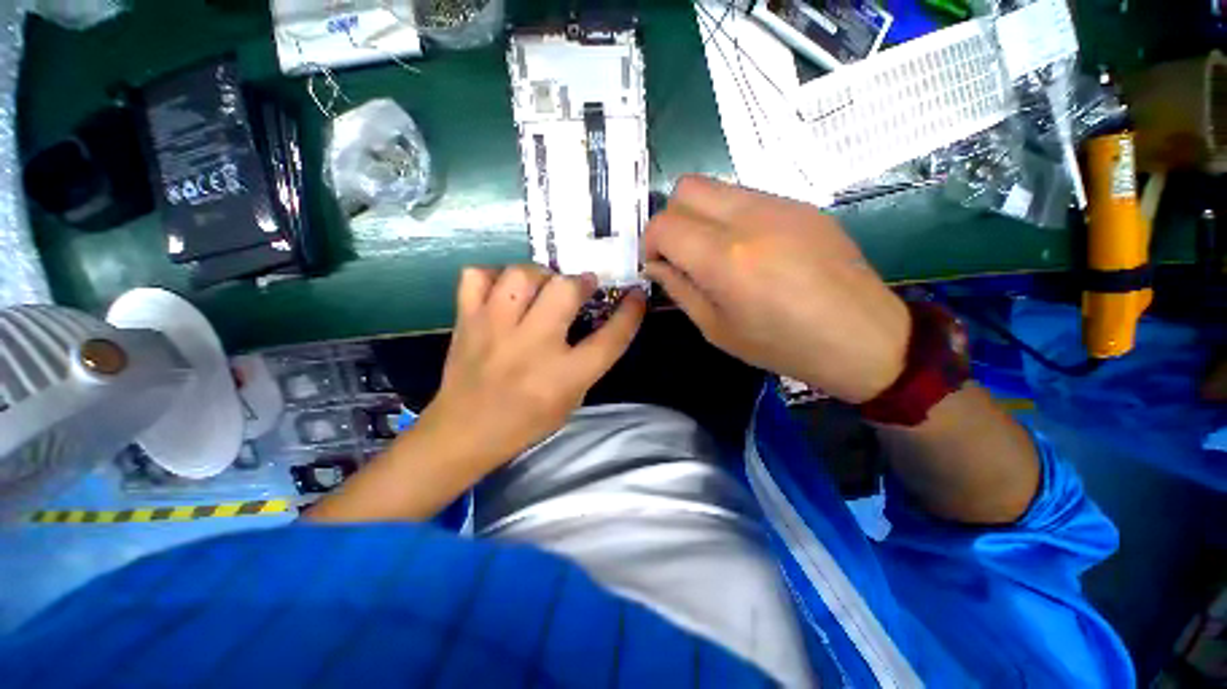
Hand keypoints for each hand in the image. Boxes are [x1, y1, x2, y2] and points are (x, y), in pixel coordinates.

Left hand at [419, 265, 645, 471]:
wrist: (463, 431)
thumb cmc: (525, 422)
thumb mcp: (571, 400)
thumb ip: (588, 362)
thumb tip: (598, 320)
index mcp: (564, 376)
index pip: (610, 337)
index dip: (631, 312)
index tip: (637, 296)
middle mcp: (533, 346)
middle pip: (566, 290)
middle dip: (580, 282)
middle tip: (581, 287)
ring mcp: (495, 329)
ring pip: (522, 274)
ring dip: (540, 275)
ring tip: (541, 287)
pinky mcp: (467, 320)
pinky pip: (477, 276)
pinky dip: (494, 276)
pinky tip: (503, 291)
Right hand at [645, 176, 909, 403]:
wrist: (863, 338)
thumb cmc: (782, 345)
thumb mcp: (716, 328)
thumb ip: (679, 289)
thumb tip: (657, 265)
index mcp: (724, 258)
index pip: (664, 224)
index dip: (649, 243)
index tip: (658, 265)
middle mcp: (749, 218)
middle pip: (686, 188)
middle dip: (671, 219)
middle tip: (680, 253)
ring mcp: (780, 205)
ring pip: (716, 186)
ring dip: (700, 215)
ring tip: (713, 252)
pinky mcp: (801, 205)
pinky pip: (747, 196)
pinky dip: (729, 216)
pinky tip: (748, 249)